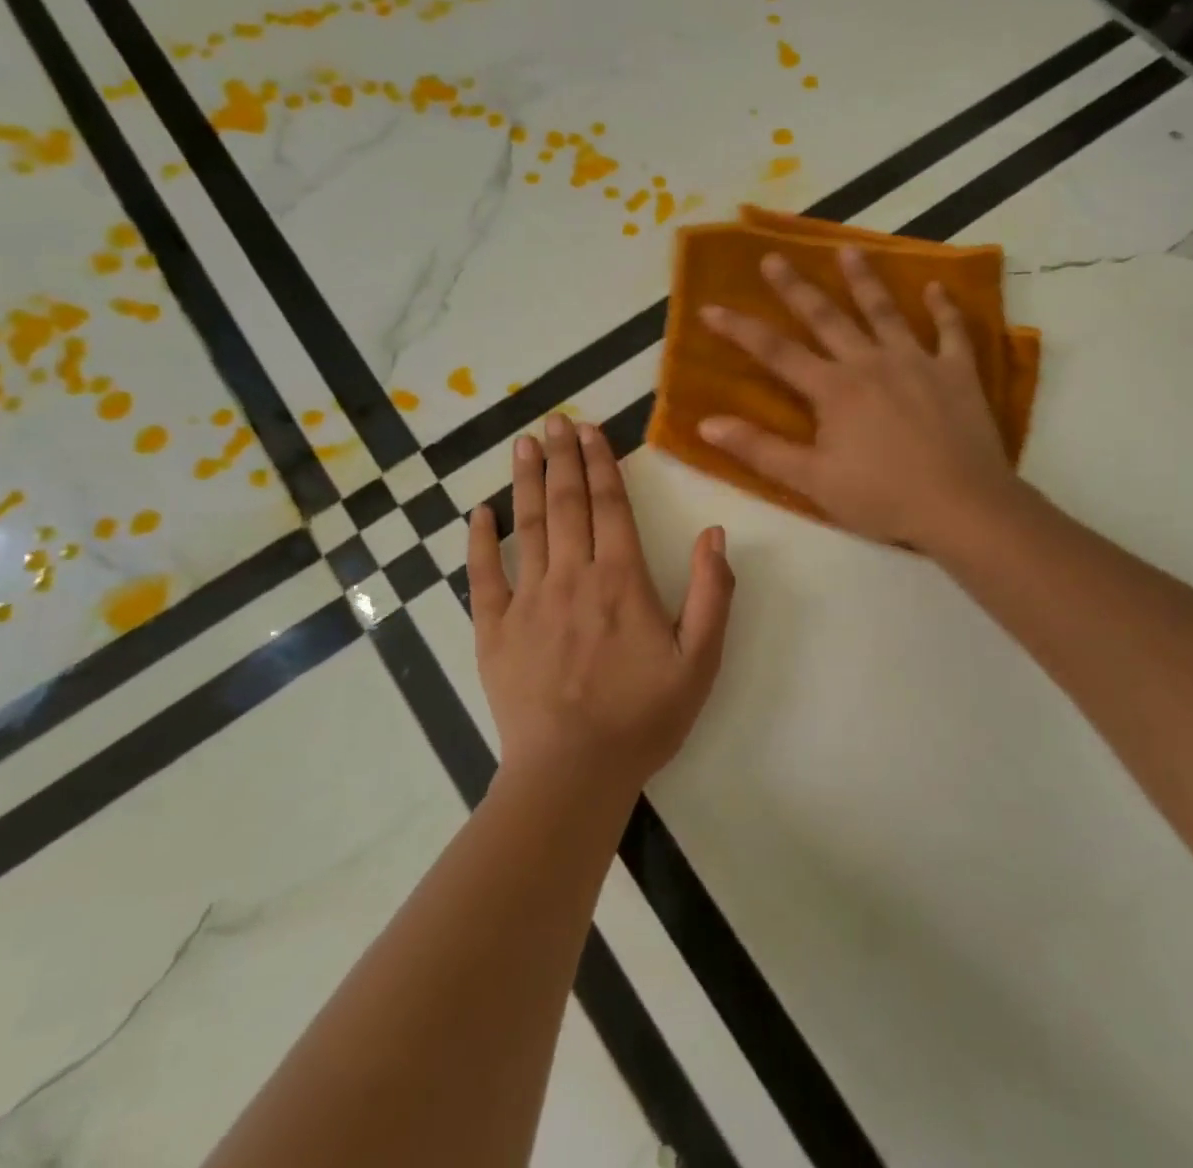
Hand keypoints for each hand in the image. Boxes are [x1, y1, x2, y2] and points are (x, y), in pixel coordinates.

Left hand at [469, 413, 735, 801]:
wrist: (573, 773)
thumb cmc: (643, 717)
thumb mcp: (700, 660)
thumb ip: (712, 593)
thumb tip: (714, 532)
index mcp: (621, 580)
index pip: (611, 506)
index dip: (602, 463)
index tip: (591, 430)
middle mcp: (572, 577)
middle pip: (567, 504)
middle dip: (562, 457)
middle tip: (555, 420)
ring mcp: (528, 601)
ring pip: (527, 526)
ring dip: (526, 481)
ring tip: (524, 444)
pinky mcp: (494, 629)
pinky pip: (483, 575)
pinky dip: (480, 540)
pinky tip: (478, 511)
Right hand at [698, 246, 1018, 551]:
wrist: (961, 506)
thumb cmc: (881, 498)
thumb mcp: (811, 481)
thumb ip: (760, 449)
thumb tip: (706, 424)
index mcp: (834, 389)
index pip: (776, 352)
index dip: (740, 329)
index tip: (711, 307)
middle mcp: (871, 362)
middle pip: (827, 317)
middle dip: (796, 287)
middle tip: (774, 257)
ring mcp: (917, 362)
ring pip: (886, 311)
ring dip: (865, 280)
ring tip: (848, 250)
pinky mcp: (958, 372)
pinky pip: (951, 331)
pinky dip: (945, 307)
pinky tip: (937, 286)